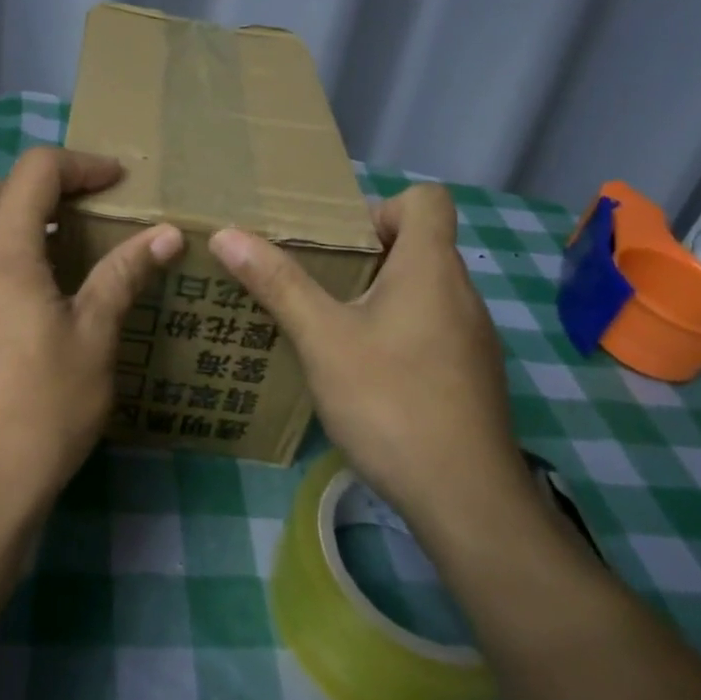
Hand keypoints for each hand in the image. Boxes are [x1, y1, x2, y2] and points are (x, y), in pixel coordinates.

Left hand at [0, 147, 183, 523]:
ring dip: (14, 221)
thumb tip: (166, 233)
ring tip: (61, 253)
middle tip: (86, 212)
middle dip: (40, 186)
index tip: (118, 182)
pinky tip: (28, 303)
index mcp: (2, 253)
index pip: (34, 171)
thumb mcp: (95, 338)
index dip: (81, 164)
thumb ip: (124, 275)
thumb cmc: (43, 408)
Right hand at [209, 184, 526, 529]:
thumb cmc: (391, 401)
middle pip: (419, 245)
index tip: (342, 245)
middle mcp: (461, 293)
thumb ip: (277, 284)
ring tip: (332, 330)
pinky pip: (433, 330)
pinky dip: (399, 334)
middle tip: (318, 286)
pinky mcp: (472, 376)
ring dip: (379, 298)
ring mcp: (473, 338)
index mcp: (430, 268)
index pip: (427, 200)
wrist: (466, 500)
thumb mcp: (322, 339)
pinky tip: (366, 376)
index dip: (382, 208)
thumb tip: (227, 235)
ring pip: (424, 292)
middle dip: (365, 258)